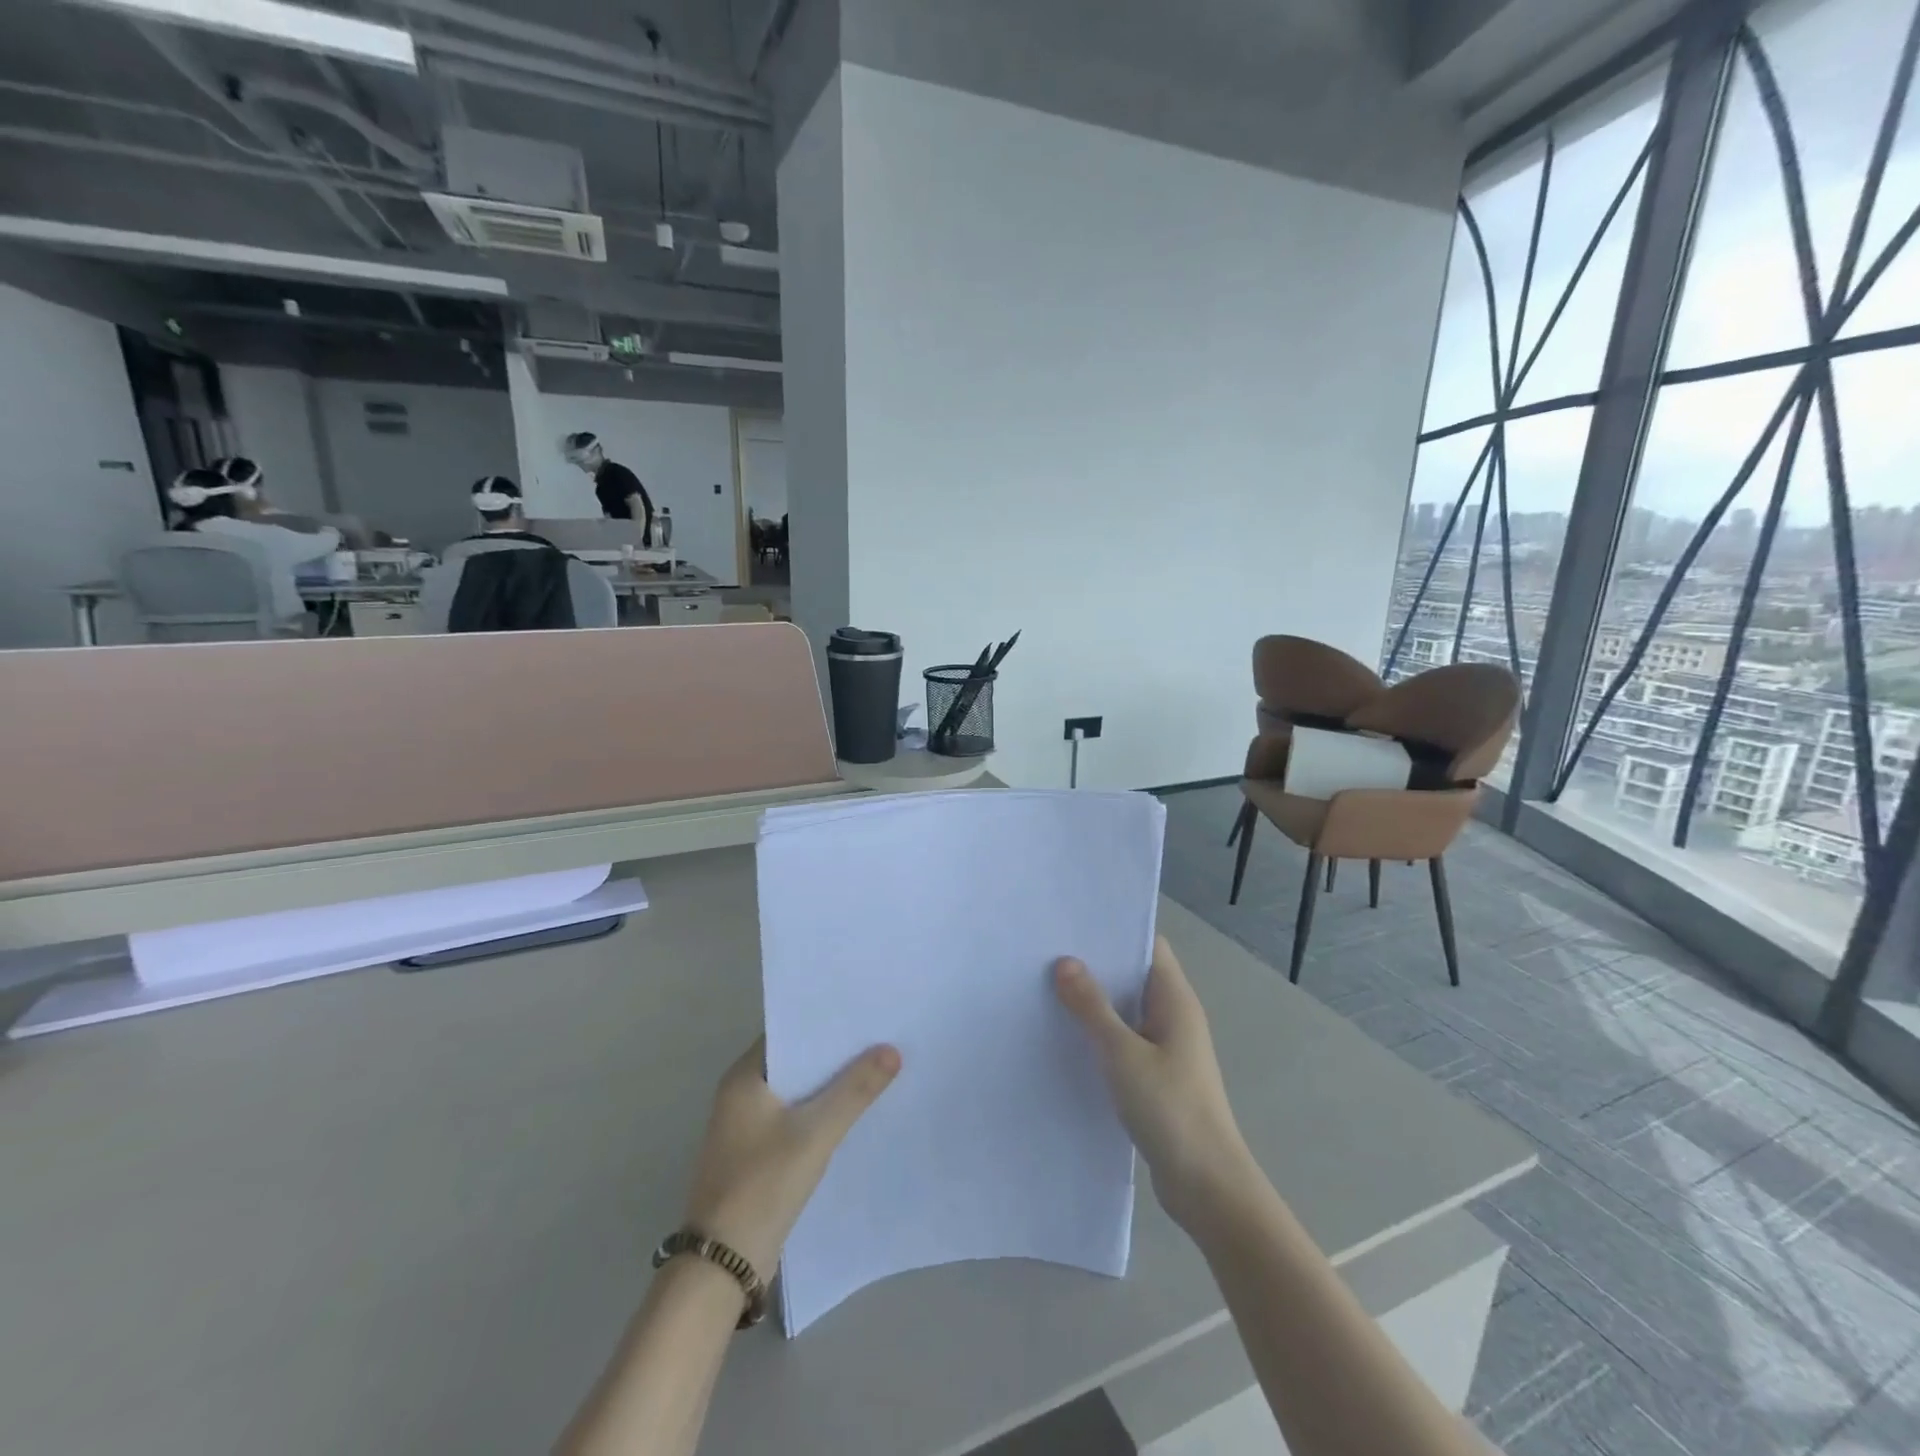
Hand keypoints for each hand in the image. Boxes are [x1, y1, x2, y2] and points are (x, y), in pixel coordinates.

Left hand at [680, 1038, 900, 1275]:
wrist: (722, 1267)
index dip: (825, 1022)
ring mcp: (746, 1127)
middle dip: (834, 1054)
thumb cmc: (762, 1185)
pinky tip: (852, 1115)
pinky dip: (819, 1113)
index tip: (864, 1013)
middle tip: (880, 1038)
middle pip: (795, 1061)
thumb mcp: (815, 1133)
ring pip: (797, 1092)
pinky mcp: (756, 1156)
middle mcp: (740, 1094)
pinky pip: (794, 1119)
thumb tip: (892, 1049)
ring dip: (829, 1085)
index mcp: (743, 1077)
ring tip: (876, 1070)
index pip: (789, 1031)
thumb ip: (855, 1090)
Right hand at [1054, 937, 1257, 1232]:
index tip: (1073, 926)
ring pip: (1126, 1011)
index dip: (1116, 932)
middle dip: (1096, 966)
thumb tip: (1065, 962)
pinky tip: (1066, 1039)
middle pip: (1133, 976)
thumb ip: (1092, 1007)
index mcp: (1175, 1000)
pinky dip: (1099, 1036)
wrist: (1207, 1187)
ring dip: (1094, 1003)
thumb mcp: (1123, 1053)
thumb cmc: (1170, 1109)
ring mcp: (1167, 1049)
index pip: (1149, 946)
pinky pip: (1124, 1042)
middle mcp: (1174, 1017)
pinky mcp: (1156, 1078)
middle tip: (1048, 955)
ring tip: (1047, 990)